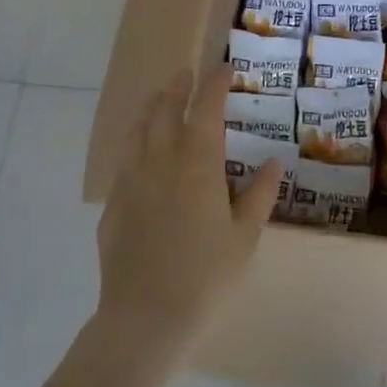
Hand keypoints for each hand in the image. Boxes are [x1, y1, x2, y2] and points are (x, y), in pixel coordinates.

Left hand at [96, 65, 282, 350]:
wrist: (146, 317)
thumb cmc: (206, 276)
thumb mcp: (244, 237)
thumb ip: (258, 195)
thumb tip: (273, 163)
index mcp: (197, 164)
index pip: (206, 108)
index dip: (215, 84)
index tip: (224, 69)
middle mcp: (160, 161)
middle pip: (165, 110)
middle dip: (178, 87)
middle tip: (187, 75)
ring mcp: (130, 181)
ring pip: (137, 130)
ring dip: (151, 108)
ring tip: (159, 99)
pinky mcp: (112, 204)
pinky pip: (124, 160)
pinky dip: (136, 143)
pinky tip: (141, 154)